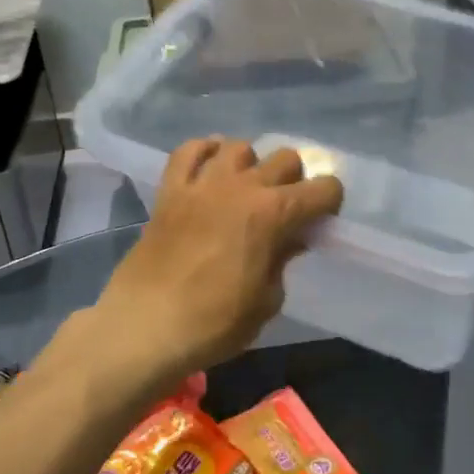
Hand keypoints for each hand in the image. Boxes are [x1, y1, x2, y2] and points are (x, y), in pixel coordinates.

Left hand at [92, 138, 342, 386]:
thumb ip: (282, 262)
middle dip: (295, 180)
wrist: (143, 327)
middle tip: (285, 208)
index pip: (324, 188)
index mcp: (274, 214)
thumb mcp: (266, 302)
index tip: (320, 221)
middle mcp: (243, 187)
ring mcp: (203, 184)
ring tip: (246, 188)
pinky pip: (188, 151)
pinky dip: (204, 152)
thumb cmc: (214, 323)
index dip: (330, 203)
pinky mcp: (170, 191)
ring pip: (239, 146)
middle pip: (286, 158)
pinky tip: (210, 167)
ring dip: (251, 164)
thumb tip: (287, 242)